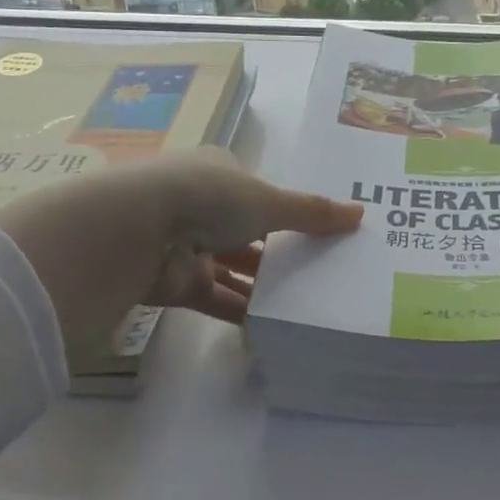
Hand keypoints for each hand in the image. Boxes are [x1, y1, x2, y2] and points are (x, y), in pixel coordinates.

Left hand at [0, 150, 362, 349]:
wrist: (137, 231)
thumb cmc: (208, 198)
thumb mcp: (269, 201)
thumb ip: (312, 211)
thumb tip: (361, 214)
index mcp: (218, 172)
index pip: (258, 191)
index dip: (287, 209)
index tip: (319, 231)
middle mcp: (200, 204)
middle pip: (248, 231)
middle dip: (279, 251)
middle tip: (321, 271)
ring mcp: (186, 244)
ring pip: (233, 267)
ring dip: (263, 285)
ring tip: (307, 302)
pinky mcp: (176, 282)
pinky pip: (217, 298)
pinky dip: (242, 312)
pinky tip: (273, 327)